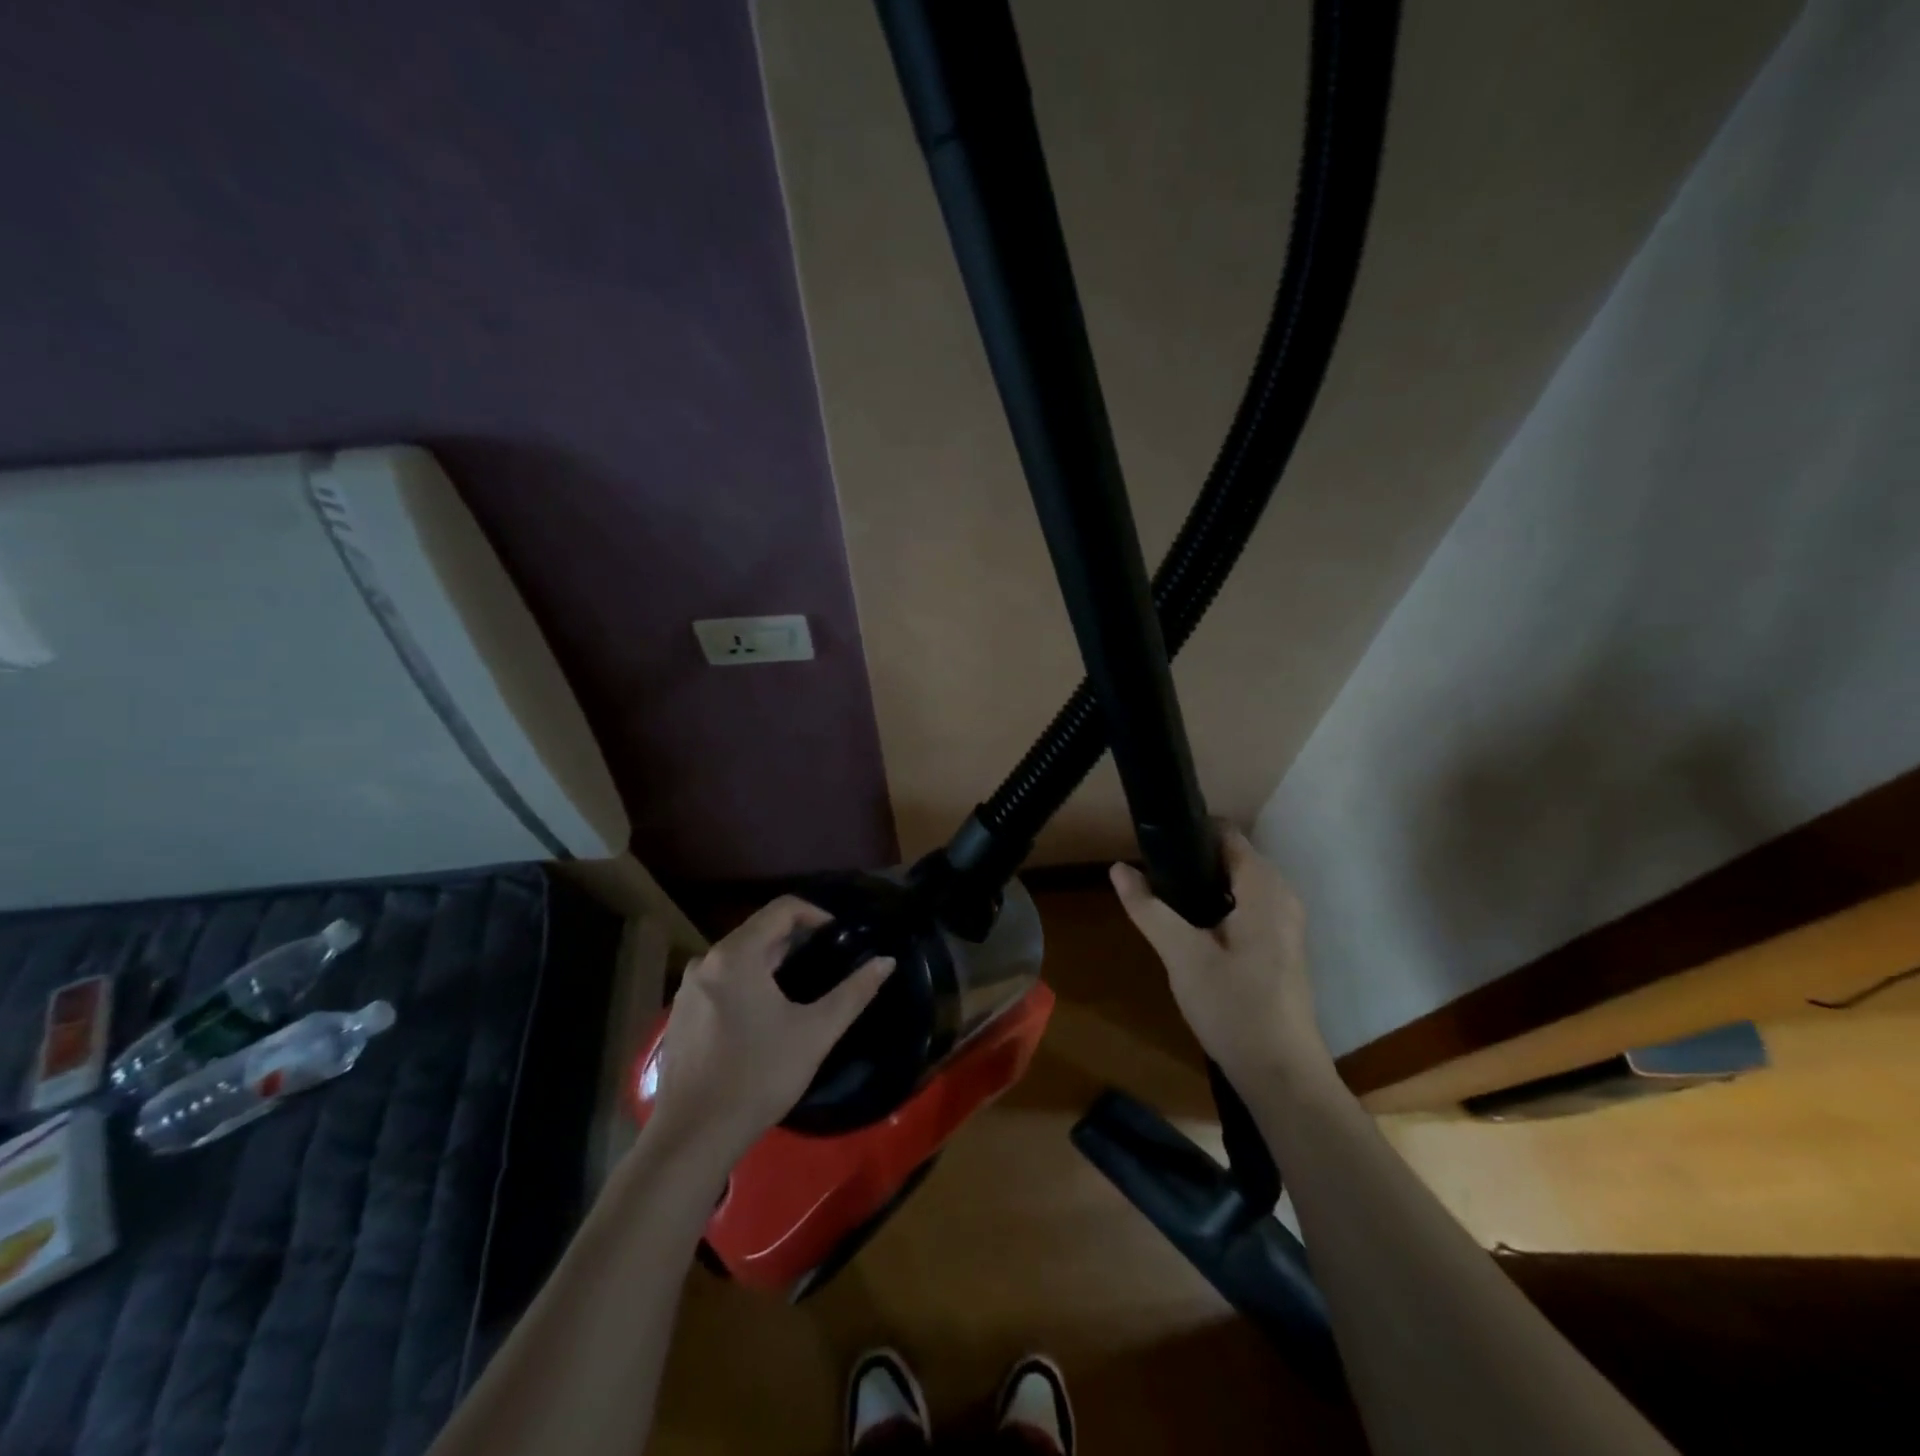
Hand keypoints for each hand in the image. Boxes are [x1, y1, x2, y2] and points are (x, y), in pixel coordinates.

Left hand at [648, 897, 894, 1161]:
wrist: (693, 1137)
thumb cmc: (759, 1076)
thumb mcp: (815, 1032)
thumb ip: (854, 992)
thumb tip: (886, 961)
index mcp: (736, 955)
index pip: (782, 909)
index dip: (817, 914)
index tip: (841, 935)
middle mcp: (706, 961)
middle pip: (759, 930)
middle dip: (796, 939)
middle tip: (829, 960)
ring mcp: (688, 988)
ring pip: (739, 956)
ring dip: (772, 961)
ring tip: (801, 987)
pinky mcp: (680, 1014)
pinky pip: (721, 980)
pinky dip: (748, 982)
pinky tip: (765, 1015)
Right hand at [1110, 827, 1328, 1086]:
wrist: (1282, 1076)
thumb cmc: (1235, 1008)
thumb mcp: (1183, 956)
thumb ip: (1149, 909)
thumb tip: (1118, 869)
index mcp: (1264, 888)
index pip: (1225, 834)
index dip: (1188, 832)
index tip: (1151, 844)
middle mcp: (1281, 896)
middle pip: (1230, 858)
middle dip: (1189, 861)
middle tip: (1148, 877)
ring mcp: (1284, 924)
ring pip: (1235, 886)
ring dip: (1199, 887)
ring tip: (1160, 900)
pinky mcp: (1279, 948)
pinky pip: (1244, 908)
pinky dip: (1215, 908)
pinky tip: (1187, 931)